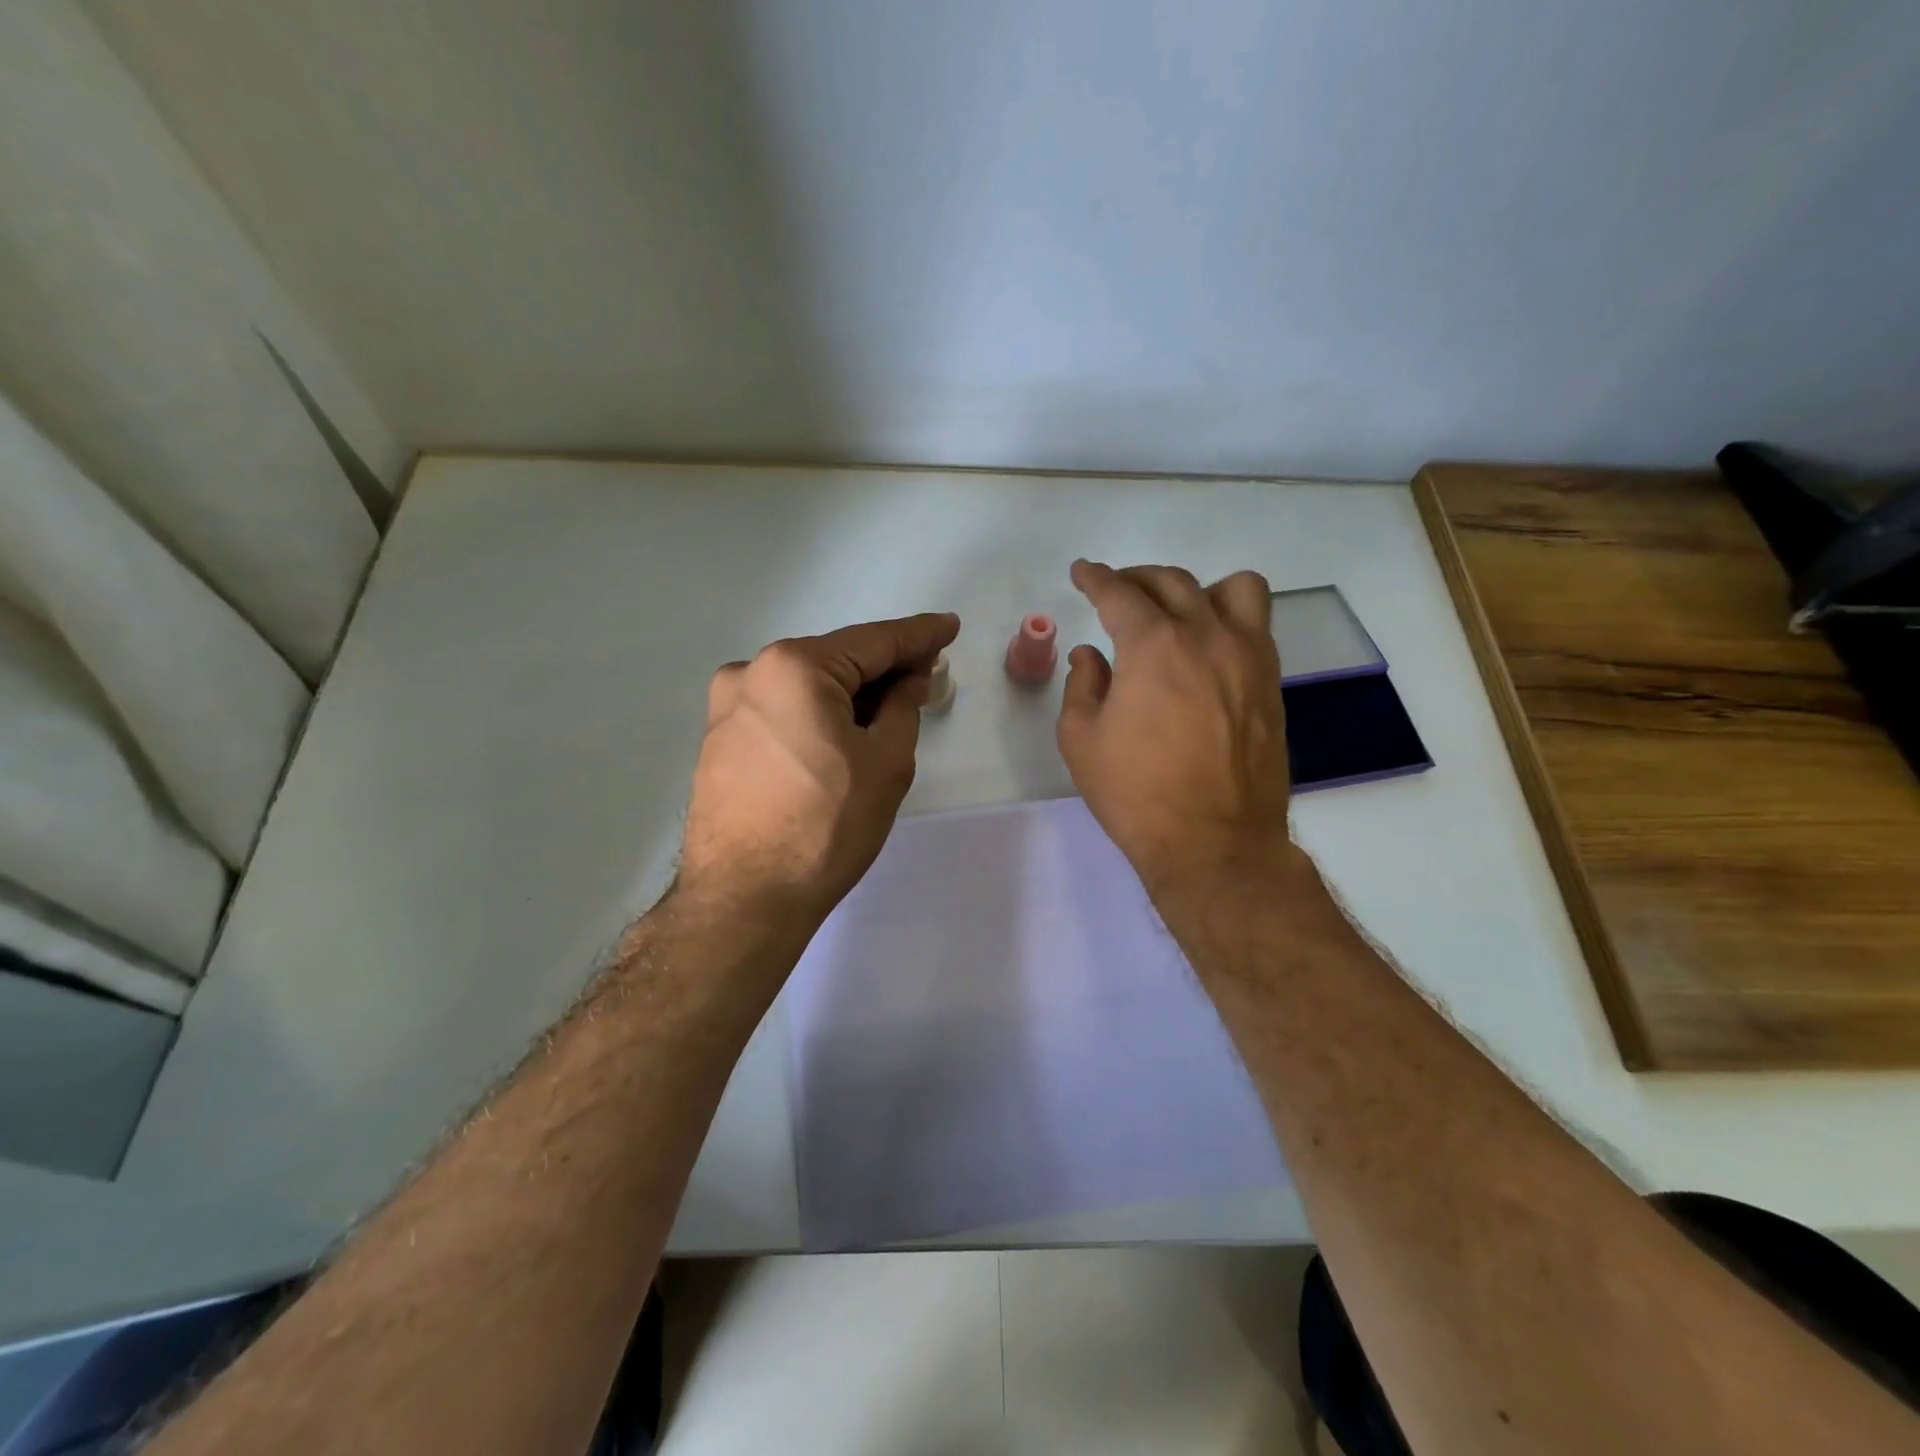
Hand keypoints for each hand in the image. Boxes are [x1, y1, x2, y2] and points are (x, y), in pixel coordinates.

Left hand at [678, 612, 959, 930]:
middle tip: (925, 679)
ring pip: (806, 687)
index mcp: (794, 667)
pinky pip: (781, 712)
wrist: (744, 899)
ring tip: (886, 715)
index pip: (873, 642)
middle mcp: (751, 672)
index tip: (949, 626)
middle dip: (882, 670)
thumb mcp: (886, 763)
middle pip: (835, 661)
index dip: (919, 635)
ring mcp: (727, 707)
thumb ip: (903, 706)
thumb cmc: (826, 827)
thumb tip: (908, 679)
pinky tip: (840, 738)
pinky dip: (816, 715)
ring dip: (848, 695)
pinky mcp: (718, 739)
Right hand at [1056, 560, 1293, 893]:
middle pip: (1172, 581)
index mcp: (1154, 646)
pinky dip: (1229, 619)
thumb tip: (1091, 656)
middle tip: (1117, 592)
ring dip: (1197, 589)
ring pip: (1233, 588)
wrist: (1214, 843)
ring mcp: (1249, 657)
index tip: (1083, 573)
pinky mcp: (1272, 683)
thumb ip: (1082, 686)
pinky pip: (1257, 625)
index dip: (1095, 578)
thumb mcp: (1082, 741)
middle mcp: (1207, 636)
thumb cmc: (1137, 794)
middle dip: (1137, 579)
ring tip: (1177, 613)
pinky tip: (1208, 647)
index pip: (1120, 593)